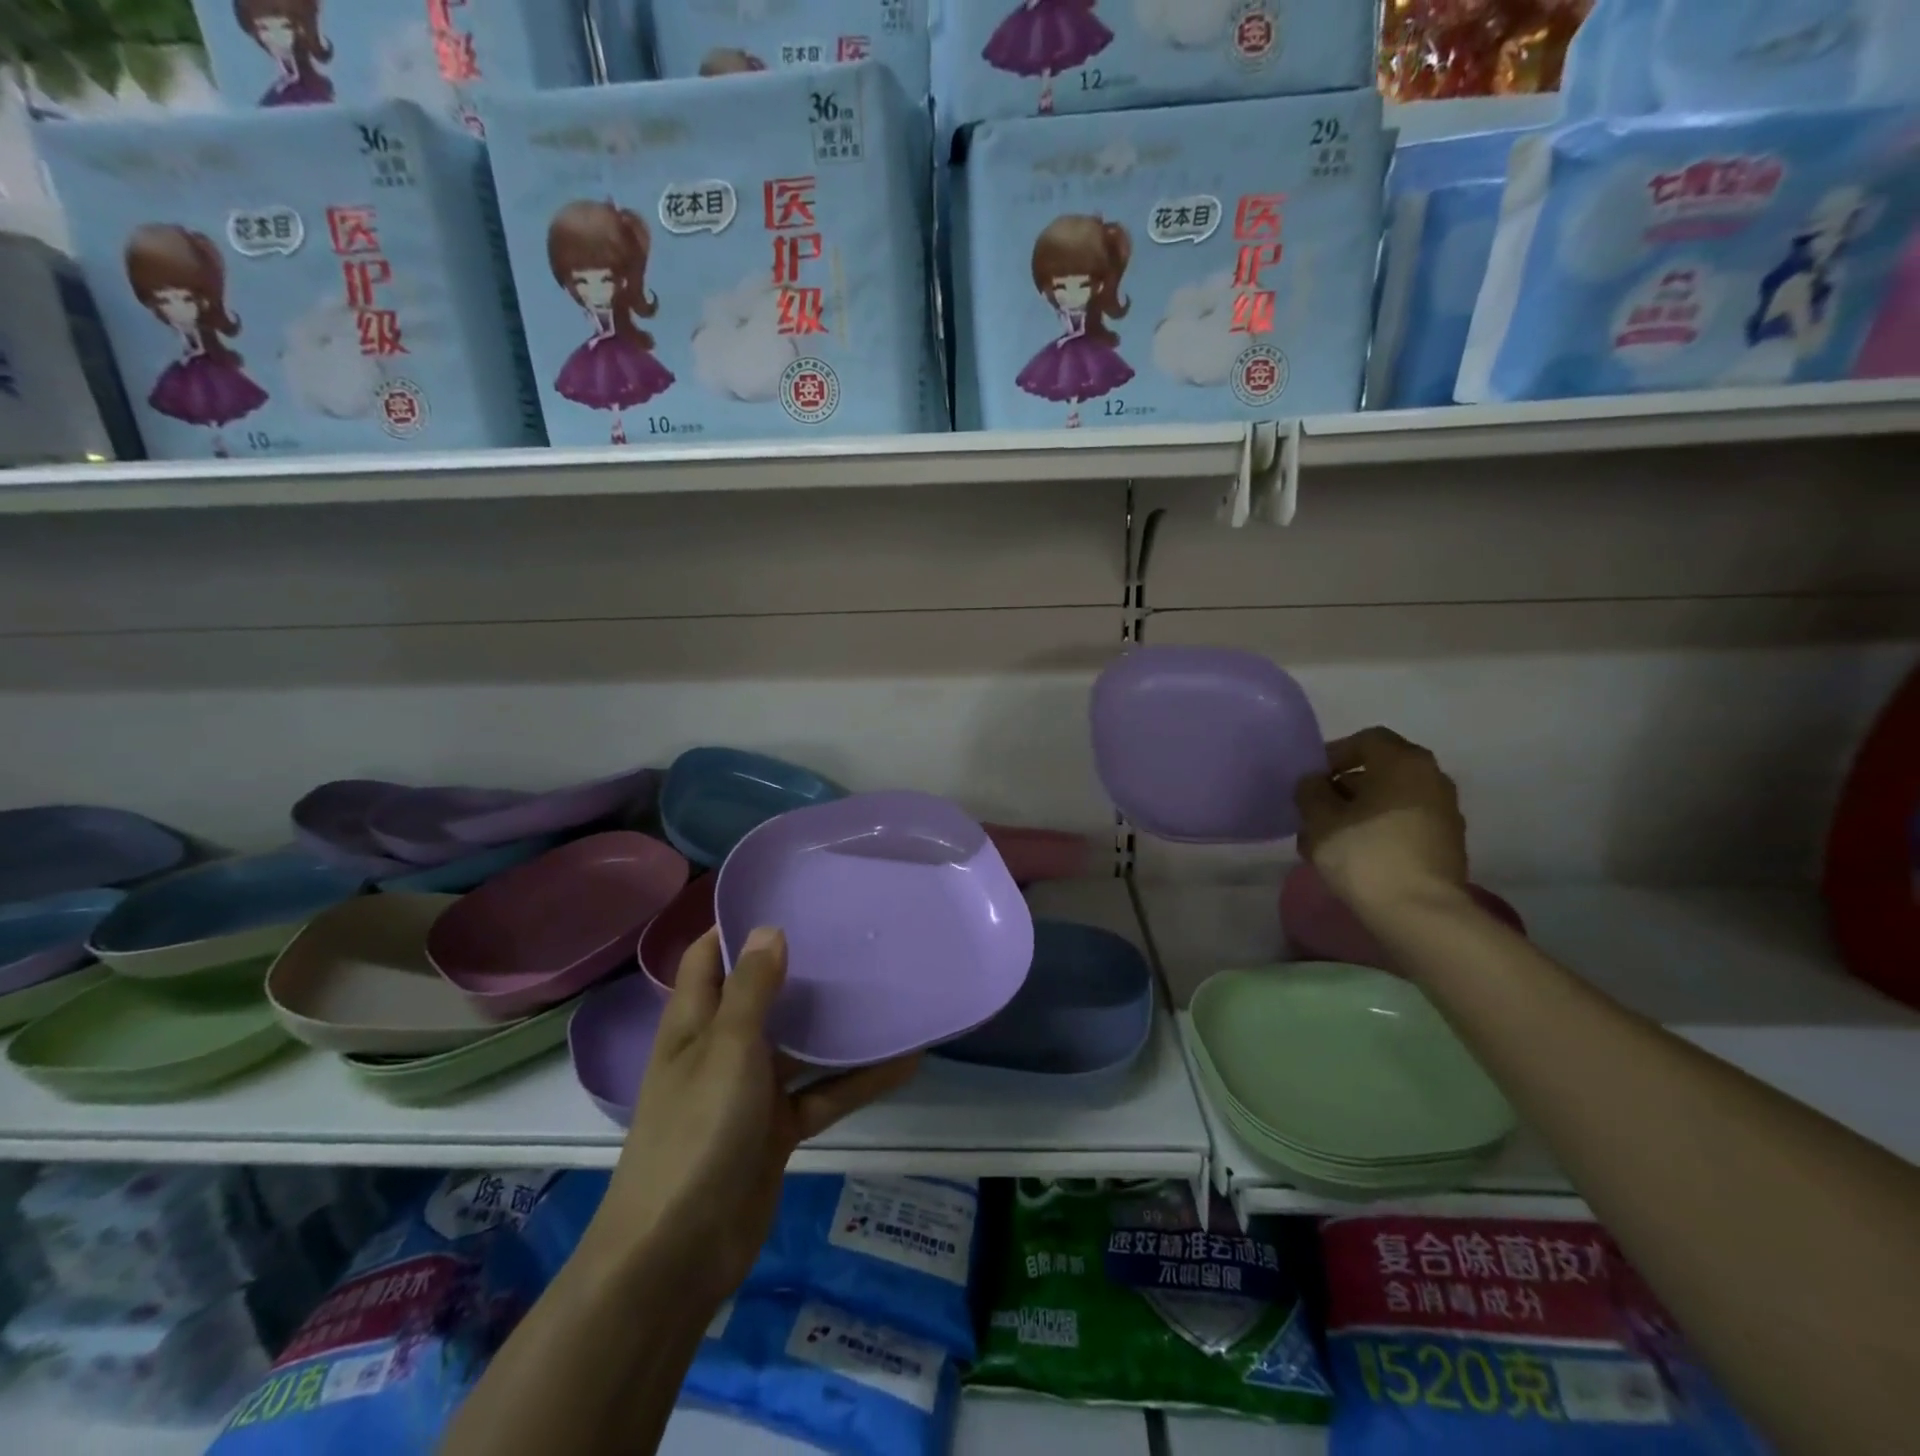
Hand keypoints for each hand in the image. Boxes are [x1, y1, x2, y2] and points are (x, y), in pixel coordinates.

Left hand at [585, 927, 918, 1301]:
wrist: (678, 1254)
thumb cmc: (697, 1132)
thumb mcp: (727, 1050)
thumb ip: (751, 990)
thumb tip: (771, 929)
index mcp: (694, 1024)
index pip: (708, 958)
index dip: (735, 926)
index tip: (784, 896)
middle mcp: (720, 1050)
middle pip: (761, 997)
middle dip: (799, 970)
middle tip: (851, 935)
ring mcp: (750, 1092)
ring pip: (800, 1046)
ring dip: (837, 1027)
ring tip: (886, 989)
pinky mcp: (777, 1130)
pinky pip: (823, 1094)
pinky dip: (858, 1080)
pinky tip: (905, 1062)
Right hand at [1294, 727, 1470, 914]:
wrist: (1419, 913)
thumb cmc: (1365, 853)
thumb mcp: (1320, 819)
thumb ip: (1311, 791)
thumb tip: (1314, 782)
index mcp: (1405, 762)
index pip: (1366, 740)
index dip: (1333, 755)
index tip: (1310, 779)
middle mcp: (1432, 779)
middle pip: (1380, 772)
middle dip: (1344, 788)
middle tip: (1315, 811)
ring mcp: (1444, 813)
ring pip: (1390, 801)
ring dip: (1358, 813)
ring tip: (1327, 839)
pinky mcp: (1445, 845)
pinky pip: (1404, 825)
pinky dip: (1378, 831)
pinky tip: (1352, 856)